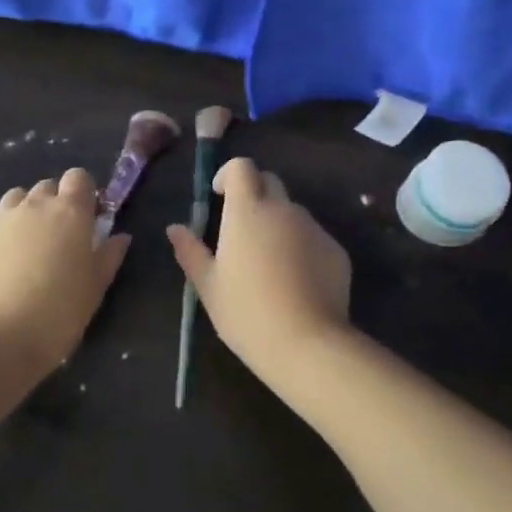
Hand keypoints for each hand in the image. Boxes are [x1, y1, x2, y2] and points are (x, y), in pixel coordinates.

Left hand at [0, 168, 131, 366]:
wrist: (1, 338)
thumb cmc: (61, 312)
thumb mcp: (96, 287)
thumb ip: (109, 255)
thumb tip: (120, 237)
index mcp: (70, 212)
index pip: (78, 177)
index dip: (82, 193)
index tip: (86, 217)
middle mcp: (34, 205)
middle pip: (46, 187)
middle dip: (53, 204)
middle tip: (56, 237)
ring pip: (14, 199)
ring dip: (22, 213)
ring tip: (23, 245)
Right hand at [166, 157, 352, 382]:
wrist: (307, 344)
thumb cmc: (246, 313)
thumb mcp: (208, 286)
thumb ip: (190, 251)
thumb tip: (175, 228)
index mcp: (247, 211)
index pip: (241, 167)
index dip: (229, 174)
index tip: (219, 196)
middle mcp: (283, 209)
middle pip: (269, 182)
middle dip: (254, 194)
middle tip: (241, 229)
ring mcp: (313, 228)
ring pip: (292, 212)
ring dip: (278, 223)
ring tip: (269, 263)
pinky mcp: (336, 249)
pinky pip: (313, 237)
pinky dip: (301, 247)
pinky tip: (296, 282)